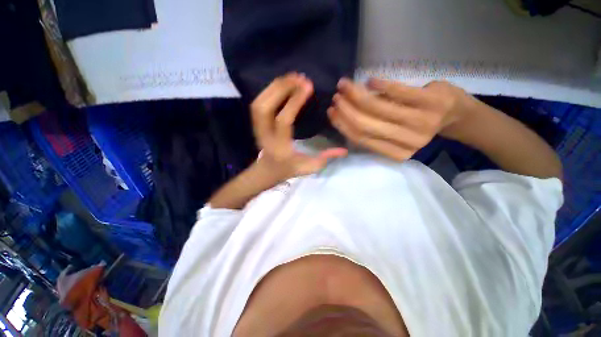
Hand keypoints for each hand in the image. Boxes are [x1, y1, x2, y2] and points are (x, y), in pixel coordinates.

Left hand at [251, 73, 347, 179]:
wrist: (267, 171)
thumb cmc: (288, 170)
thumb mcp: (308, 167)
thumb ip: (325, 158)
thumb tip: (344, 149)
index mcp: (280, 147)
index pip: (284, 121)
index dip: (294, 101)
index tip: (308, 86)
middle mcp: (265, 136)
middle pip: (265, 107)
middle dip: (282, 88)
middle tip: (300, 77)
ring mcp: (257, 129)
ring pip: (259, 103)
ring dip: (274, 87)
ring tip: (292, 77)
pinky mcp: (256, 124)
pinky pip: (258, 103)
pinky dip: (269, 90)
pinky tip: (283, 84)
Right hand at [328, 78, 474, 160]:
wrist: (454, 115)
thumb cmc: (419, 125)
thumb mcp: (394, 134)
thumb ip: (371, 130)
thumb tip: (343, 115)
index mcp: (396, 153)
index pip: (360, 139)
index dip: (342, 125)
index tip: (331, 112)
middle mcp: (407, 142)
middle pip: (365, 125)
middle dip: (346, 109)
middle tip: (336, 96)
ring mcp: (420, 121)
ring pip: (377, 108)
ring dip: (356, 94)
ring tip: (345, 85)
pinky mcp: (430, 100)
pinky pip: (397, 91)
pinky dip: (379, 84)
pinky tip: (369, 80)